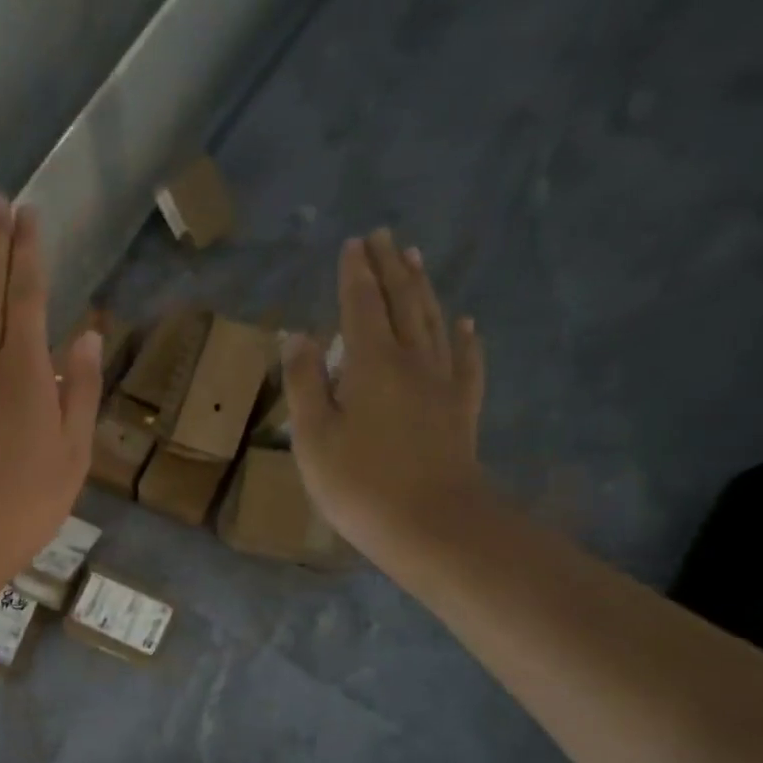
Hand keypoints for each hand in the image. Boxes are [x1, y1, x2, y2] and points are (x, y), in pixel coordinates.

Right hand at [284, 228, 486, 557]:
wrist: (432, 525)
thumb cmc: (358, 483)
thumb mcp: (313, 436)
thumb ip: (304, 382)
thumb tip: (296, 335)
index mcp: (371, 364)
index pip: (361, 306)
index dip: (355, 274)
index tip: (353, 243)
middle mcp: (411, 361)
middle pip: (402, 303)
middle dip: (390, 268)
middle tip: (383, 237)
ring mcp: (442, 385)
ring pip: (433, 323)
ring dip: (422, 289)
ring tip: (415, 260)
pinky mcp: (460, 410)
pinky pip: (465, 362)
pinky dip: (463, 338)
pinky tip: (464, 323)